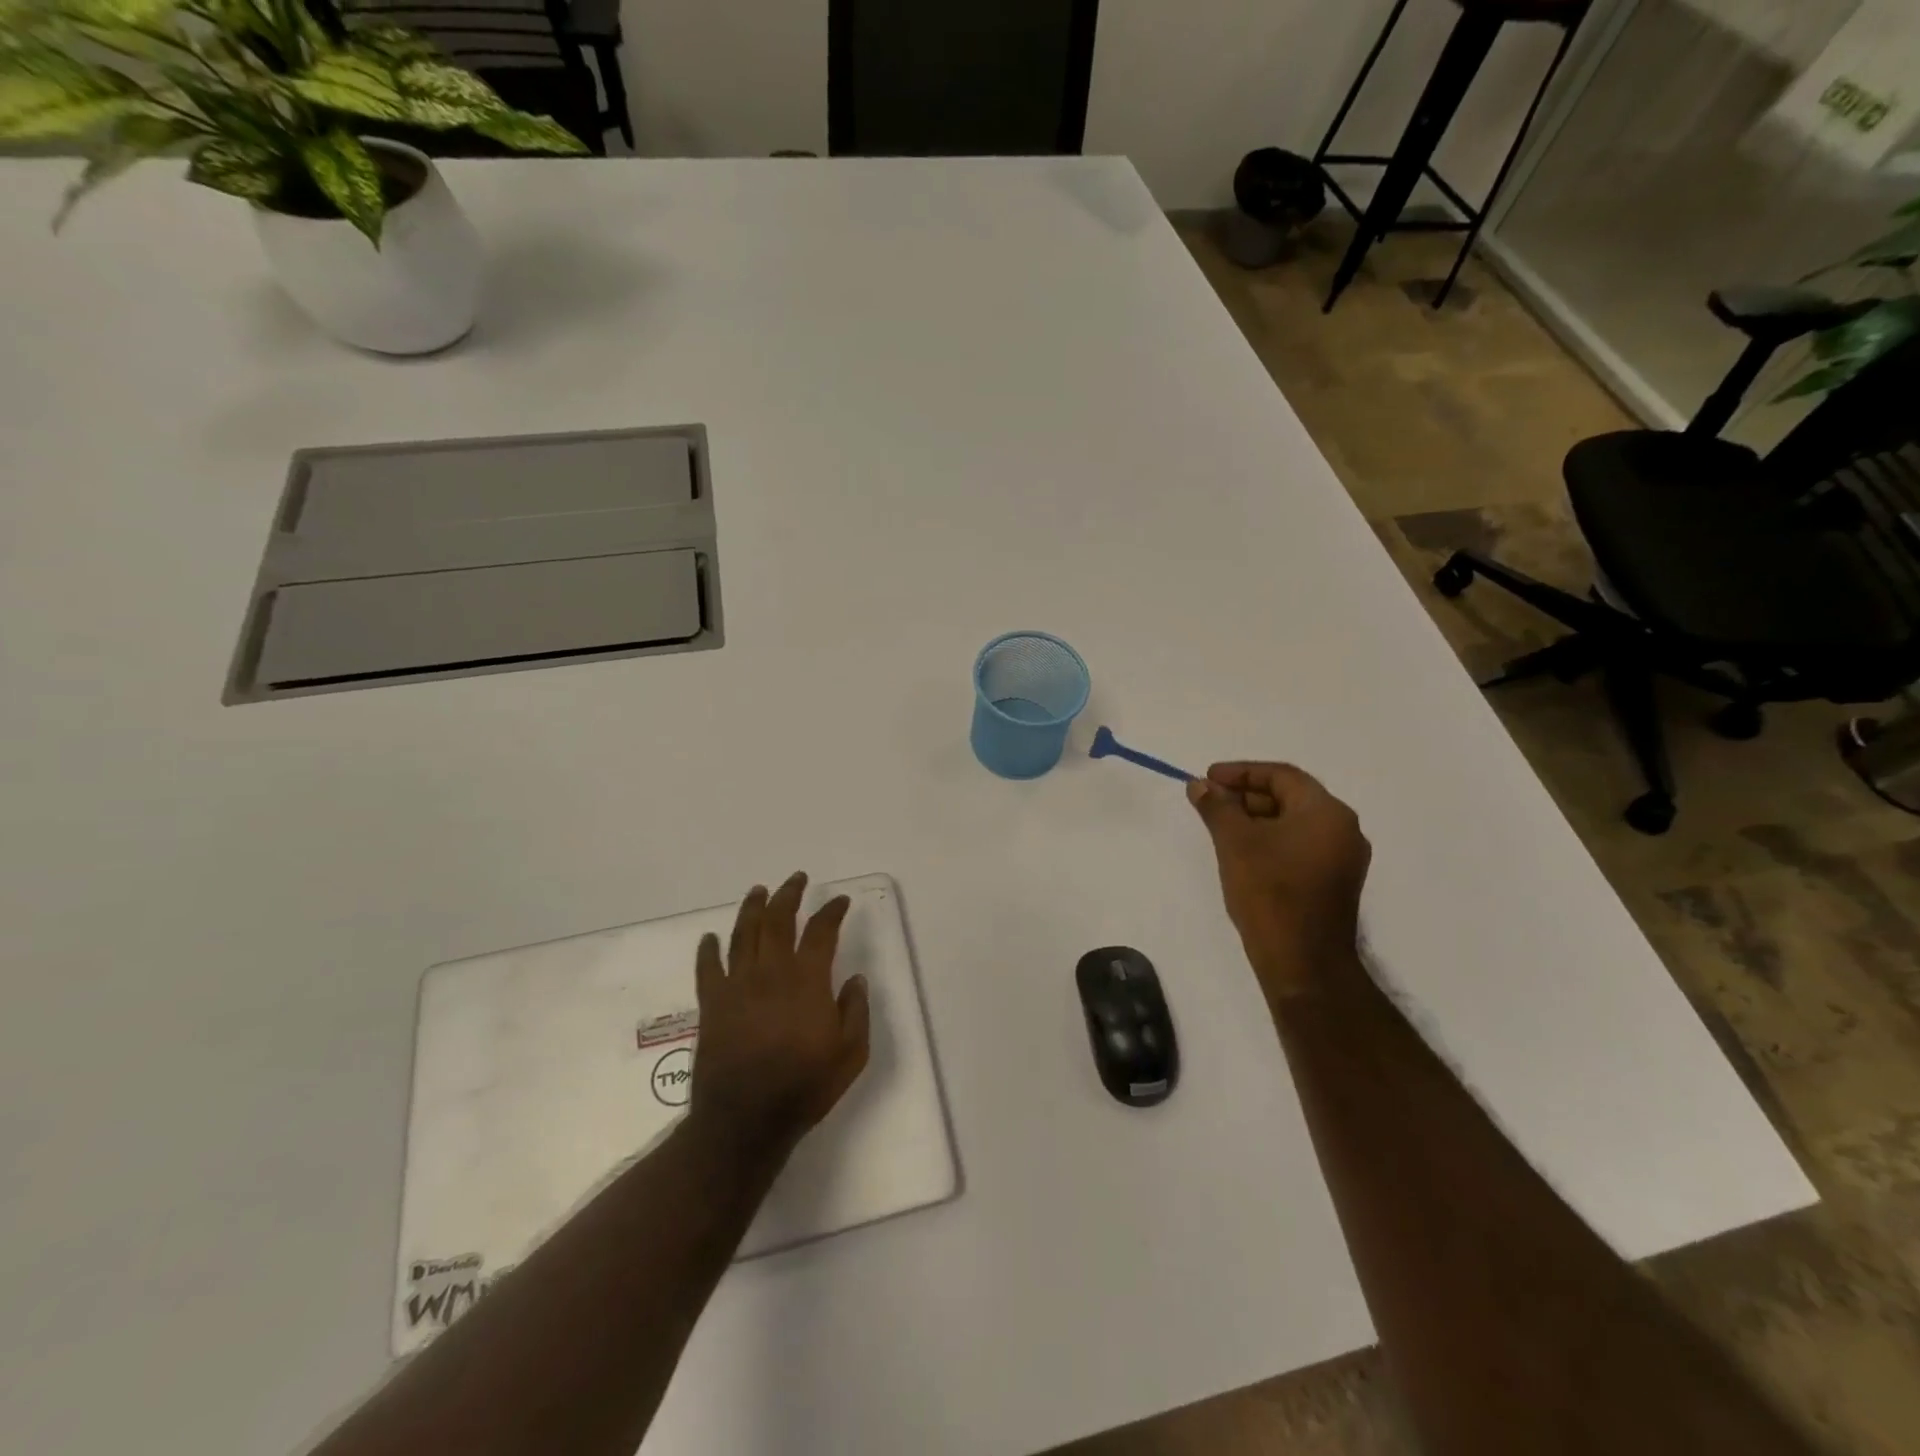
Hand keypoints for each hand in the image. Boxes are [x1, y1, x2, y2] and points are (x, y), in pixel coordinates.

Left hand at [690, 873, 870, 1158]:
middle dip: (789, 894)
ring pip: (743, 934)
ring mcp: (737, 986)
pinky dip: (708, 950)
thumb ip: (856, 1011)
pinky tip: (709, 938)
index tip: (840, 901)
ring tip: (759, 890)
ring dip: (752, 908)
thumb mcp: (850, 1053)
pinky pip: (708, 968)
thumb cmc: (804, 1086)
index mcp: (807, 980)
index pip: (821, 931)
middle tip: (796, 879)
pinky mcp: (712, 1004)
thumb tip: (855, 979)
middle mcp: (771, 972)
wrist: (744, 1120)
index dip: (831, 911)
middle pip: (777, 920)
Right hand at [1187, 763, 1371, 1002]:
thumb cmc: (1270, 892)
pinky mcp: (1334, 883)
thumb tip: (1199, 785)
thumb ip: (1216, 807)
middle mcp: (1343, 829)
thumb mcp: (1234, 842)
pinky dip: (1271, 840)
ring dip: (1257, 818)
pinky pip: (1300, 846)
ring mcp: (1342, 859)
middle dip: (1247, 795)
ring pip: (1294, 823)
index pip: (1282, 775)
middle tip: (1210, 802)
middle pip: (1290, 797)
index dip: (1241, 772)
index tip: (1208, 778)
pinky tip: (1242, 852)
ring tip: (1220, 826)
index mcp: (1326, 812)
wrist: (1303, 962)